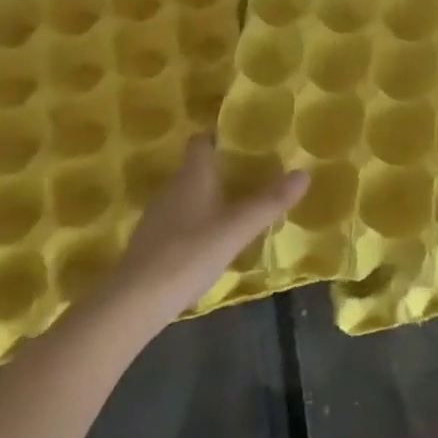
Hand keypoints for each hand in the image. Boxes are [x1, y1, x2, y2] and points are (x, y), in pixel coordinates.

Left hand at [102, 136, 307, 320]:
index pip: (202, 140)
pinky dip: (198, 220)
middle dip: (223, 167)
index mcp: (192, 175)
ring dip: (210, 195)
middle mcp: (172, 188)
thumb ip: (269, 202)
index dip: (221, 135)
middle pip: (197, 167)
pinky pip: (180, 219)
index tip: (247, 138)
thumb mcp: (236, 229)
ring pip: (188, 194)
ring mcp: (158, 216)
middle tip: (255, 172)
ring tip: (240, 203)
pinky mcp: (152, 243)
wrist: (133, 303)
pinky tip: (214, 238)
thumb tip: (303, 173)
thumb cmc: (188, 254)